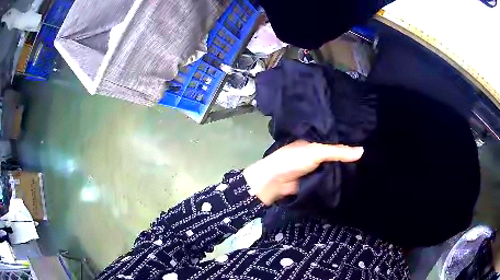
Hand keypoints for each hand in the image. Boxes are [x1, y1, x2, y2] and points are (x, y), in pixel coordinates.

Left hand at [243, 140, 363, 205]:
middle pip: (334, 154)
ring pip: (332, 167)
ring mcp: (314, 168)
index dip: (347, 141)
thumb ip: (338, 152)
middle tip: (369, 156)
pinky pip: (328, 179)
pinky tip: (352, 178)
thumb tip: (362, 151)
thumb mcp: (316, 152)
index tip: (365, 140)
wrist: (274, 182)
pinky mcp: (314, 181)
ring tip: (365, 166)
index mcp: (313, 141)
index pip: (334, 139)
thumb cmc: (293, 160)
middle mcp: (315, 153)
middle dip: (347, 156)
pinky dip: (337, 179)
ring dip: (344, 169)